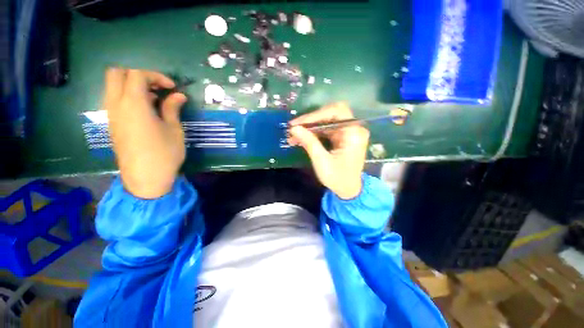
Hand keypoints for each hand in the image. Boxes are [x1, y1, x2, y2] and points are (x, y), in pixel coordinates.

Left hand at [103, 68, 186, 198]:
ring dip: (132, 86)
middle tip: (157, 87)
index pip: (137, 75)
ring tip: (154, 100)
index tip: (172, 88)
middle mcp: (117, 105)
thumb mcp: (174, 130)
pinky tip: (146, 111)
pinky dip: (128, 97)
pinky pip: (115, 100)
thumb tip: (179, 95)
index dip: (156, 76)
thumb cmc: (164, 153)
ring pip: (113, 86)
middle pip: (116, 74)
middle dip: (138, 75)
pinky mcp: (113, 124)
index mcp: (134, 105)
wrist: (146, 178)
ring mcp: (112, 115)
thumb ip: (172, 108)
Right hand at [288, 102, 369, 199]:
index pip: (336, 112)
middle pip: (330, 114)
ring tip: (293, 135)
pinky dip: (313, 132)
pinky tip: (302, 138)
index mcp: (354, 133)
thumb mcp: (322, 161)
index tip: (297, 124)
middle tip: (294, 128)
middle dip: (311, 120)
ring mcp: (348, 132)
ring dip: (309, 127)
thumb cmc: (338, 178)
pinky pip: (326, 129)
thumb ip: (309, 143)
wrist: (348, 190)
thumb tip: (294, 128)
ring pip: (326, 121)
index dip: (315, 115)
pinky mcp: (342, 137)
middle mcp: (353, 128)